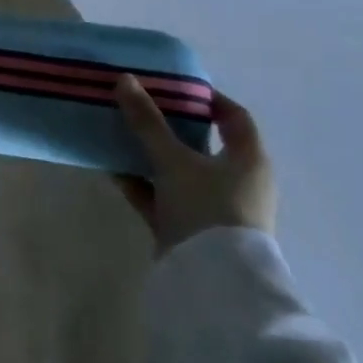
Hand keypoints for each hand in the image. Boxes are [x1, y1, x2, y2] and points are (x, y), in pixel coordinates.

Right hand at [113, 77, 276, 252]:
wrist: (212, 283)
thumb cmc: (207, 208)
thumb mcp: (173, 160)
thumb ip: (148, 122)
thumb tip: (125, 79)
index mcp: (249, 160)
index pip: (234, 116)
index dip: (207, 98)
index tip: (173, 86)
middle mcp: (237, 182)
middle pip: (202, 143)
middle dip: (169, 125)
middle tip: (139, 106)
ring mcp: (214, 208)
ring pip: (179, 171)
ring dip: (151, 154)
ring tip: (119, 134)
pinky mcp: (191, 229)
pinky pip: (164, 197)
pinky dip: (142, 183)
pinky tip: (113, 170)